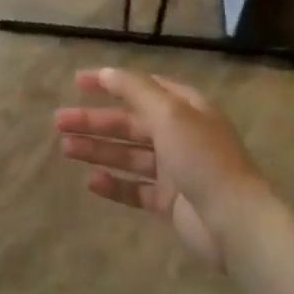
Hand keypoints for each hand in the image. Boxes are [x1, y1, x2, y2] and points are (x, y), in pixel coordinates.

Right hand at [54, 68, 269, 267]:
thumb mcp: (170, 114)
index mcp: (186, 109)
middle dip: (95, 121)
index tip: (78, 82)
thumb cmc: (202, 159)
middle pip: (130, 122)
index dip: (111, 83)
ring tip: (65, 149)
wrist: (234, 222)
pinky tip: (91, 181)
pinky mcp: (170, 202)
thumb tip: (107, 72)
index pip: (142, 87)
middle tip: (59, 122)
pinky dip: (114, 184)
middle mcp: (180, 135)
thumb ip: (136, 90)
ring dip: (98, 149)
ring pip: (128, 155)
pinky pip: (135, 189)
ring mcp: (175, 170)